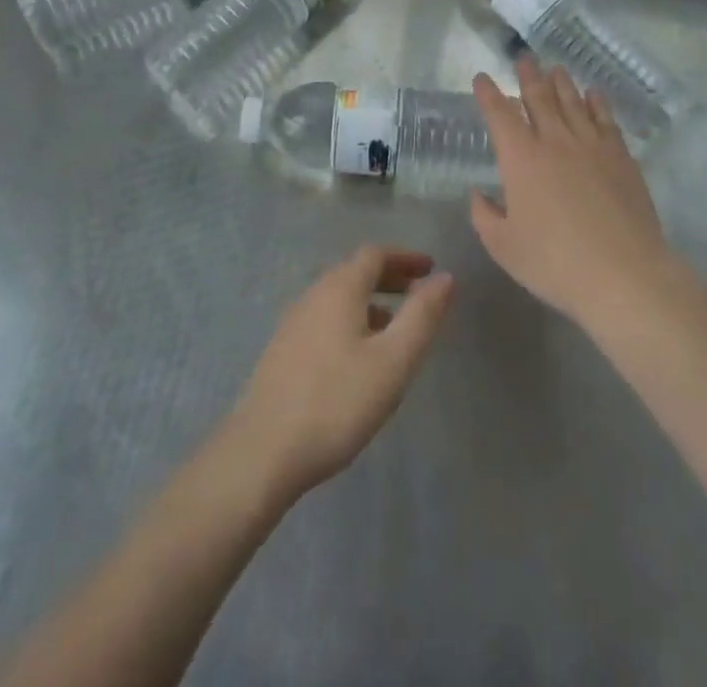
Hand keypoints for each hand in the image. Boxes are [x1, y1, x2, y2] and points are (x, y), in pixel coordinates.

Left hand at [225, 246, 454, 502]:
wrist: (262, 452)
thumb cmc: (337, 402)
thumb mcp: (393, 360)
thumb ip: (421, 315)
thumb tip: (445, 277)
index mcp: (339, 289)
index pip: (375, 254)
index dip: (405, 257)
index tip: (430, 268)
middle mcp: (313, 295)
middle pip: (354, 271)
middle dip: (389, 276)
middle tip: (418, 292)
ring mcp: (293, 322)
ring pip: (338, 297)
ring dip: (370, 300)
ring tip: (394, 327)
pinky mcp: (283, 351)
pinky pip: (325, 318)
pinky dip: (350, 319)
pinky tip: (359, 356)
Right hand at [470, 57, 675, 330]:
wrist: (624, 274)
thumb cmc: (555, 262)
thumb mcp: (504, 246)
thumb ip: (485, 216)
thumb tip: (478, 194)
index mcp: (520, 159)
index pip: (500, 115)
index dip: (489, 94)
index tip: (482, 78)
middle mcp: (554, 141)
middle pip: (539, 98)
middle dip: (528, 76)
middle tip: (524, 58)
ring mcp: (592, 146)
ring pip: (573, 103)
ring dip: (562, 83)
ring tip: (555, 68)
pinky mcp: (621, 157)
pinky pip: (606, 120)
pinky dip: (597, 102)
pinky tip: (594, 94)